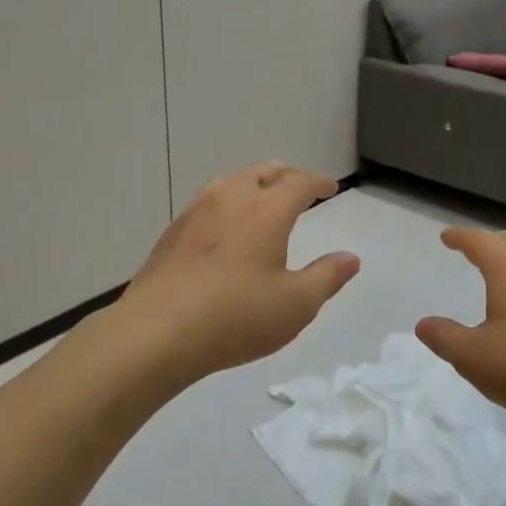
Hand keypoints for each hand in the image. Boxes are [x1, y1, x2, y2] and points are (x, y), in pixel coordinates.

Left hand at [117, 162, 359, 386]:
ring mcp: (196, 212)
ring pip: (232, 181)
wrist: (155, 333)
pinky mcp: (173, 232)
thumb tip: (350, 257)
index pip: (299, 182)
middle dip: (287, 175)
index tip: (330, 187)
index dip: (318, 182)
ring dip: (255, 183)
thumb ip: (327, 277)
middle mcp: (231, 198)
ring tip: (264, 199)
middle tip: (301, 187)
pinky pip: (209, 201)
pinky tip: (227, 227)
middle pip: (264, 171)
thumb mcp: (296, 304)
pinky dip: (229, 202)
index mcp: (266, 210)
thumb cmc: (235, 317)